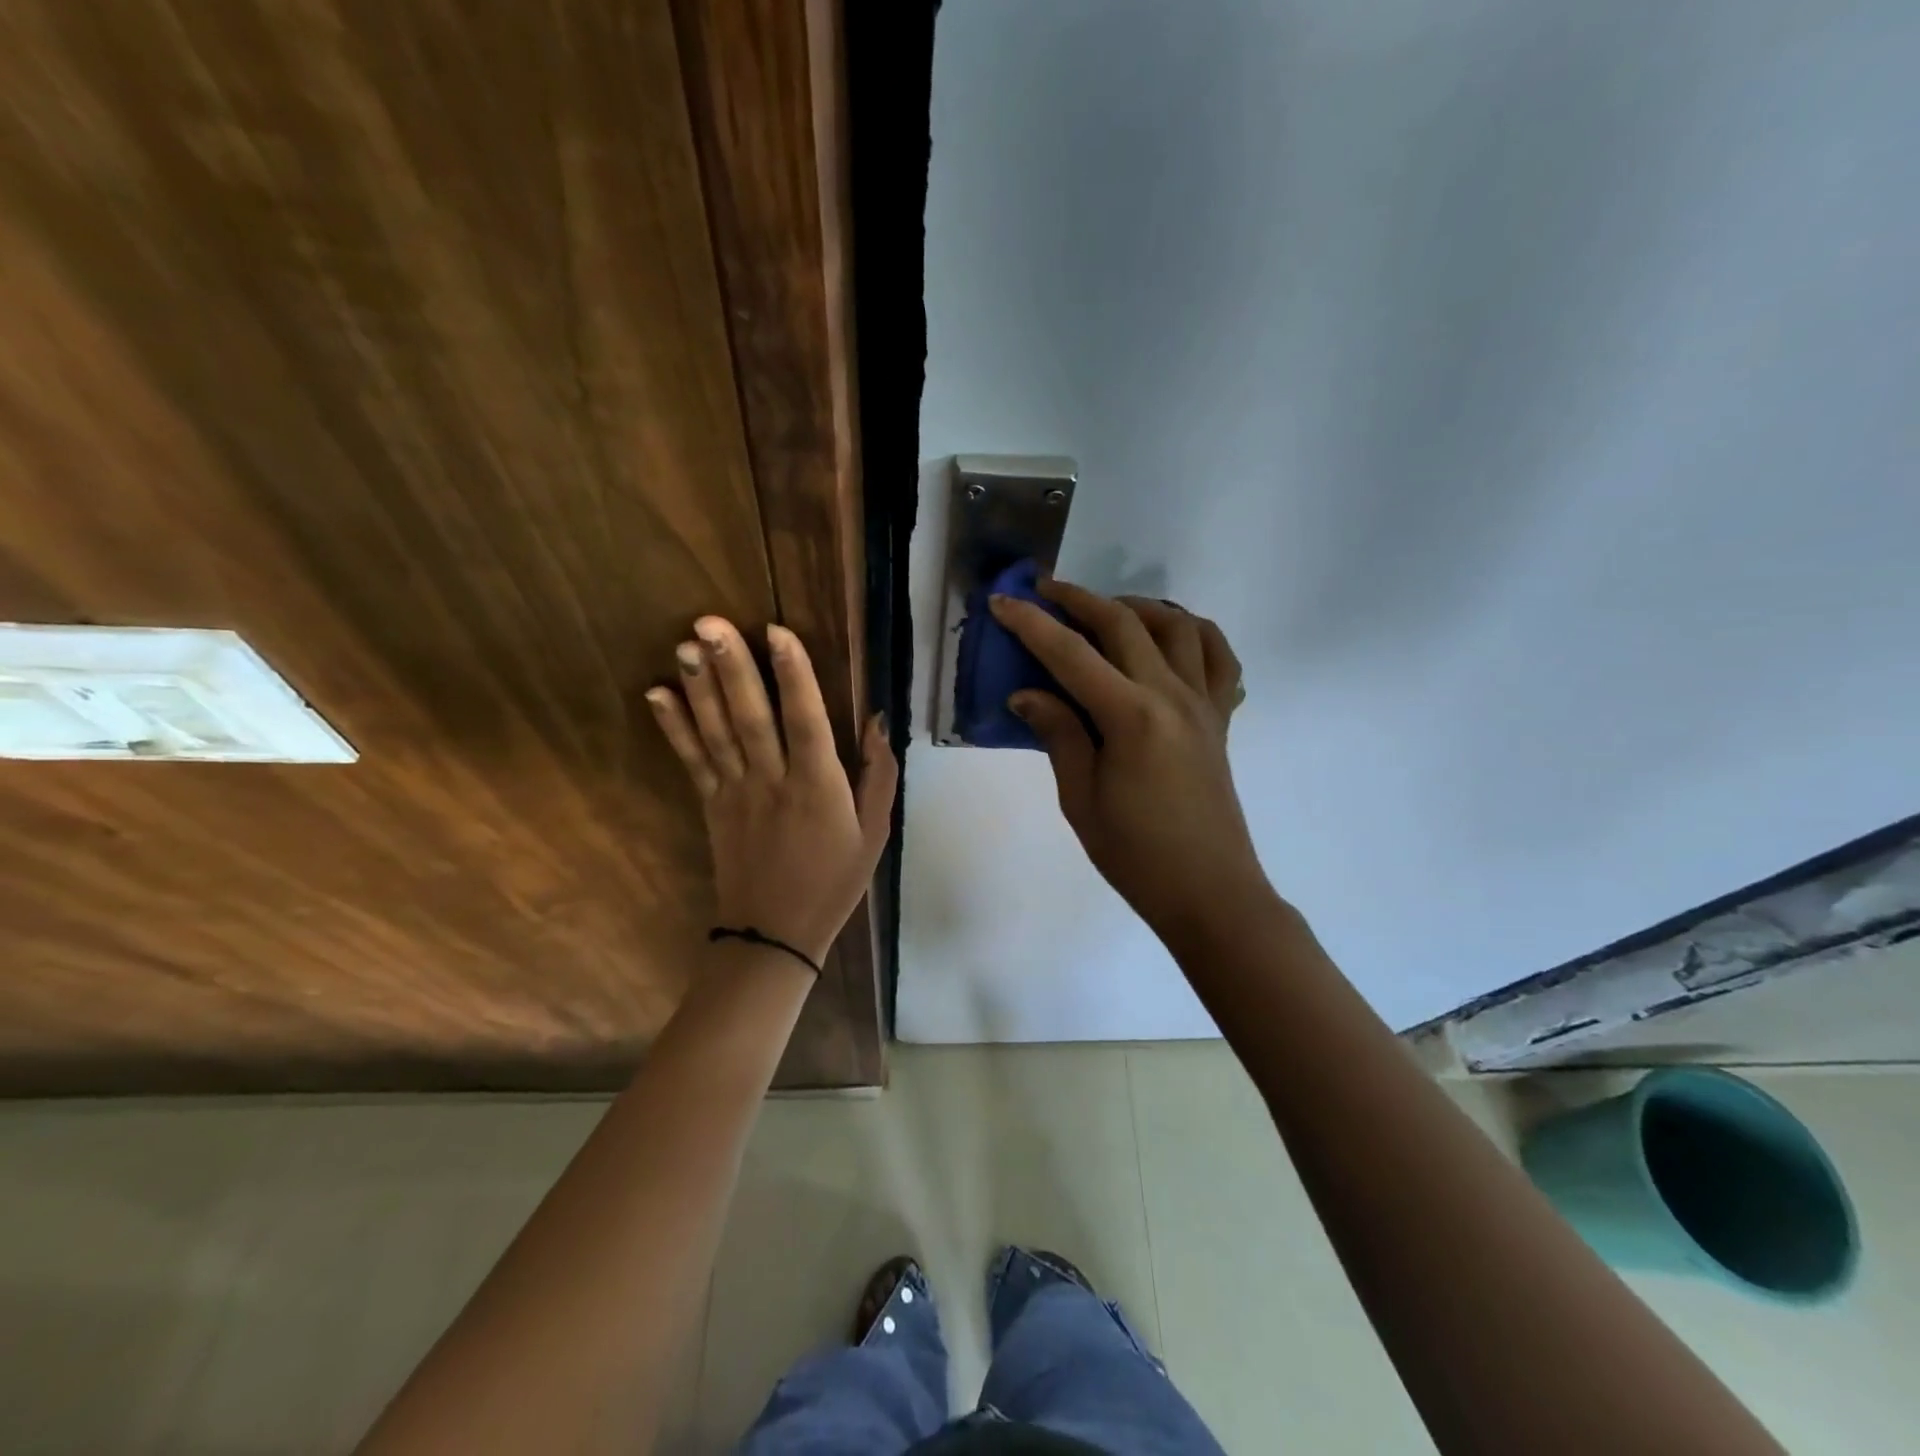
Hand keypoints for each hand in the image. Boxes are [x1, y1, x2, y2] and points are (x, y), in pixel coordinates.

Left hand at [645, 617, 896, 965]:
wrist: (776, 933)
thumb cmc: (835, 880)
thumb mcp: (875, 833)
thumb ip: (879, 775)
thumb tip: (878, 721)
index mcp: (819, 787)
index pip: (805, 720)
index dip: (793, 675)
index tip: (776, 632)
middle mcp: (773, 781)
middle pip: (751, 717)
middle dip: (732, 668)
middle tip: (710, 623)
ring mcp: (736, 793)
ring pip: (717, 732)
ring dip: (700, 687)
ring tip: (685, 644)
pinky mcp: (711, 805)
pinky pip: (692, 760)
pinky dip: (674, 727)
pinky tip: (658, 694)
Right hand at [989, 582, 1266, 939]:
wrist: (1209, 891)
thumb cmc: (1135, 854)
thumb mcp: (1080, 799)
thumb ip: (1058, 735)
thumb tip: (1026, 694)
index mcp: (1131, 717)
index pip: (1072, 654)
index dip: (1032, 624)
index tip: (1003, 602)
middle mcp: (1172, 696)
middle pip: (1124, 625)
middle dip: (1080, 600)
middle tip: (1045, 591)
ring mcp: (1204, 704)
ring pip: (1177, 627)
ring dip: (1138, 607)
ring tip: (1106, 613)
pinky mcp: (1220, 718)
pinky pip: (1218, 657)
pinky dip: (1194, 633)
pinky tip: (1169, 639)